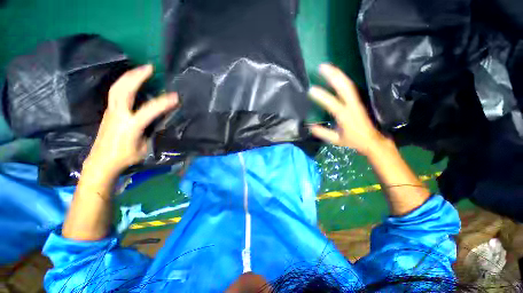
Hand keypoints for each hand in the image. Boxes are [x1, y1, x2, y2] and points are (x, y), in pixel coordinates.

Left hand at [84, 65, 178, 175]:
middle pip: (124, 90)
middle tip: (149, 68)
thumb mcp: (145, 147)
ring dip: (129, 76)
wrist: (101, 161)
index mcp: (130, 126)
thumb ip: (151, 132)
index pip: (149, 110)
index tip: (175, 97)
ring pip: (117, 88)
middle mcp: (118, 115)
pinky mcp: (109, 112)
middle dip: (136, 77)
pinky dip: (124, 83)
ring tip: (141, 69)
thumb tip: (157, 121)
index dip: (163, 102)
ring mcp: (111, 112)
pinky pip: (115, 92)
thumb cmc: (125, 158)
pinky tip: (131, 81)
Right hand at [308, 64, 387, 155]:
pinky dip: (342, 79)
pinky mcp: (358, 100)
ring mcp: (356, 101)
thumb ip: (322, 133)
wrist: (372, 140)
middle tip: (322, 67)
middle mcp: (352, 105)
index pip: (332, 103)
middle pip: (344, 87)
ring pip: (348, 84)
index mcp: (345, 116)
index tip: (311, 89)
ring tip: (327, 67)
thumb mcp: (336, 140)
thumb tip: (310, 126)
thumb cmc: (353, 140)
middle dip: (333, 75)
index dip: (322, 96)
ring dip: (338, 74)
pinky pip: (350, 87)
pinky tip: (336, 75)